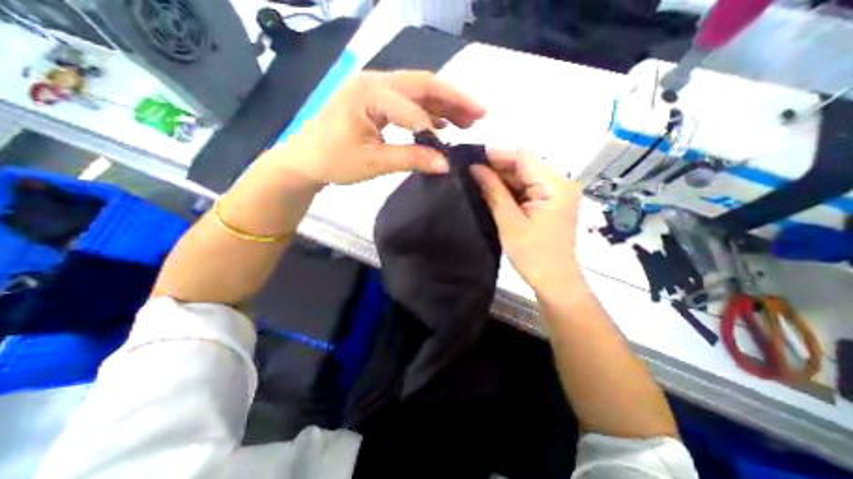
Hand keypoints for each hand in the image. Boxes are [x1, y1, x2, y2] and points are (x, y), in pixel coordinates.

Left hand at [264, 69, 481, 186]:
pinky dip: (427, 111)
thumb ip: (412, 159)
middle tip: (480, 114)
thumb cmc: (334, 160)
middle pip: (423, 84)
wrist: (305, 160)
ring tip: (468, 119)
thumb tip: (446, 164)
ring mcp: (374, 88)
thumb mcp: (374, 161)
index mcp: (370, 93)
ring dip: (444, 103)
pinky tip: (441, 123)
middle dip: (454, 99)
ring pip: (418, 91)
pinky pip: (407, 101)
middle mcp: (374, 81)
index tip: (451, 152)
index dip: (436, 130)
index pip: (414, 109)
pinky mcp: (375, 100)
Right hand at [469, 149, 583, 292]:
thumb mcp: (509, 222)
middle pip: (524, 166)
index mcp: (555, 185)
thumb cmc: (533, 255)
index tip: (471, 157)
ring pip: (523, 177)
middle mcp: (559, 183)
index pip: (523, 158)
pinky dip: (508, 190)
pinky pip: (525, 189)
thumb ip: (493, 192)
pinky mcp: (548, 203)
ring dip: (501, 179)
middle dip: (496, 168)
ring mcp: (555, 193)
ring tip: (475, 179)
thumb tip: (474, 168)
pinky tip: (490, 191)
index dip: (496, 155)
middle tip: (469, 170)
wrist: (553, 280)